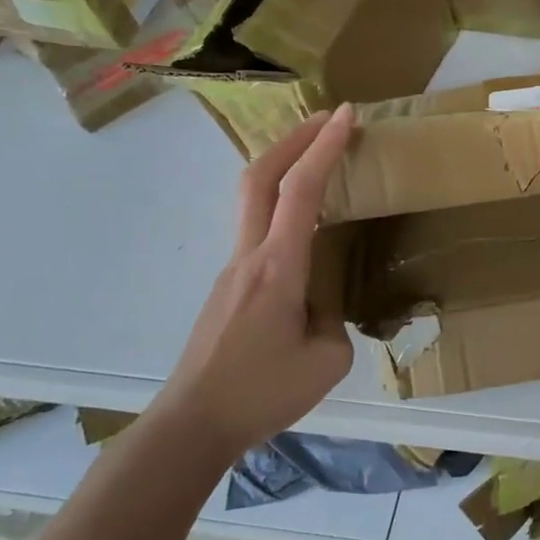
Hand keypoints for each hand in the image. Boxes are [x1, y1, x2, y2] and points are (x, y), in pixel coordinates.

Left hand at [154, 106, 357, 456]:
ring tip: (321, 160)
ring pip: (254, 198)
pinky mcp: (229, 286)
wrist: (192, 425)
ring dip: (285, 166)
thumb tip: (323, 303)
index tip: (347, 114)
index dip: (325, 146)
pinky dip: (281, 202)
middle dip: (294, 138)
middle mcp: (251, 255)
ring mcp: (234, 268)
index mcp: (279, 266)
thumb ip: (334, 317)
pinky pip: (257, 228)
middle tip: (328, 118)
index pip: (302, 189)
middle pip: (260, 175)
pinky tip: (305, 224)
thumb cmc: (262, 392)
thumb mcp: (327, 359)